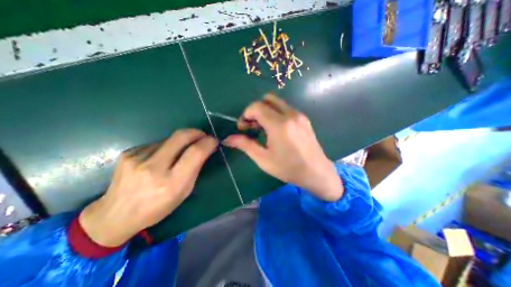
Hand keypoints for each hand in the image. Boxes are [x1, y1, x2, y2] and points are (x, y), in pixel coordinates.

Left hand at [78, 129, 216, 246]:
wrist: (114, 216)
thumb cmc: (157, 208)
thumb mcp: (184, 193)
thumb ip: (195, 169)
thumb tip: (204, 150)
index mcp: (172, 183)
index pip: (195, 153)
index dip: (207, 142)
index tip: (213, 140)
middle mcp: (153, 168)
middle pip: (181, 136)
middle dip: (197, 132)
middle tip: (203, 135)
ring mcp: (137, 158)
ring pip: (169, 139)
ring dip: (181, 142)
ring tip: (179, 153)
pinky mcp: (128, 153)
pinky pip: (157, 143)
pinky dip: (166, 147)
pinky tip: (161, 158)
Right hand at [224, 94, 342, 201]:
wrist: (316, 172)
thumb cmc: (288, 168)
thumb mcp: (263, 159)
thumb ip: (245, 145)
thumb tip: (227, 139)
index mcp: (279, 124)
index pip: (256, 106)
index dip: (245, 115)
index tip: (243, 128)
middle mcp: (290, 114)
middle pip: (267, 99)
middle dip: (255, 110)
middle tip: (253, 127)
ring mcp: (299, 115)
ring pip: (277, 102)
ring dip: (266, 111)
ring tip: (264, 129)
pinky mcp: (304, 118)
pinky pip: (285, 108)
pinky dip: (276, 113)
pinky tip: (277, 130)